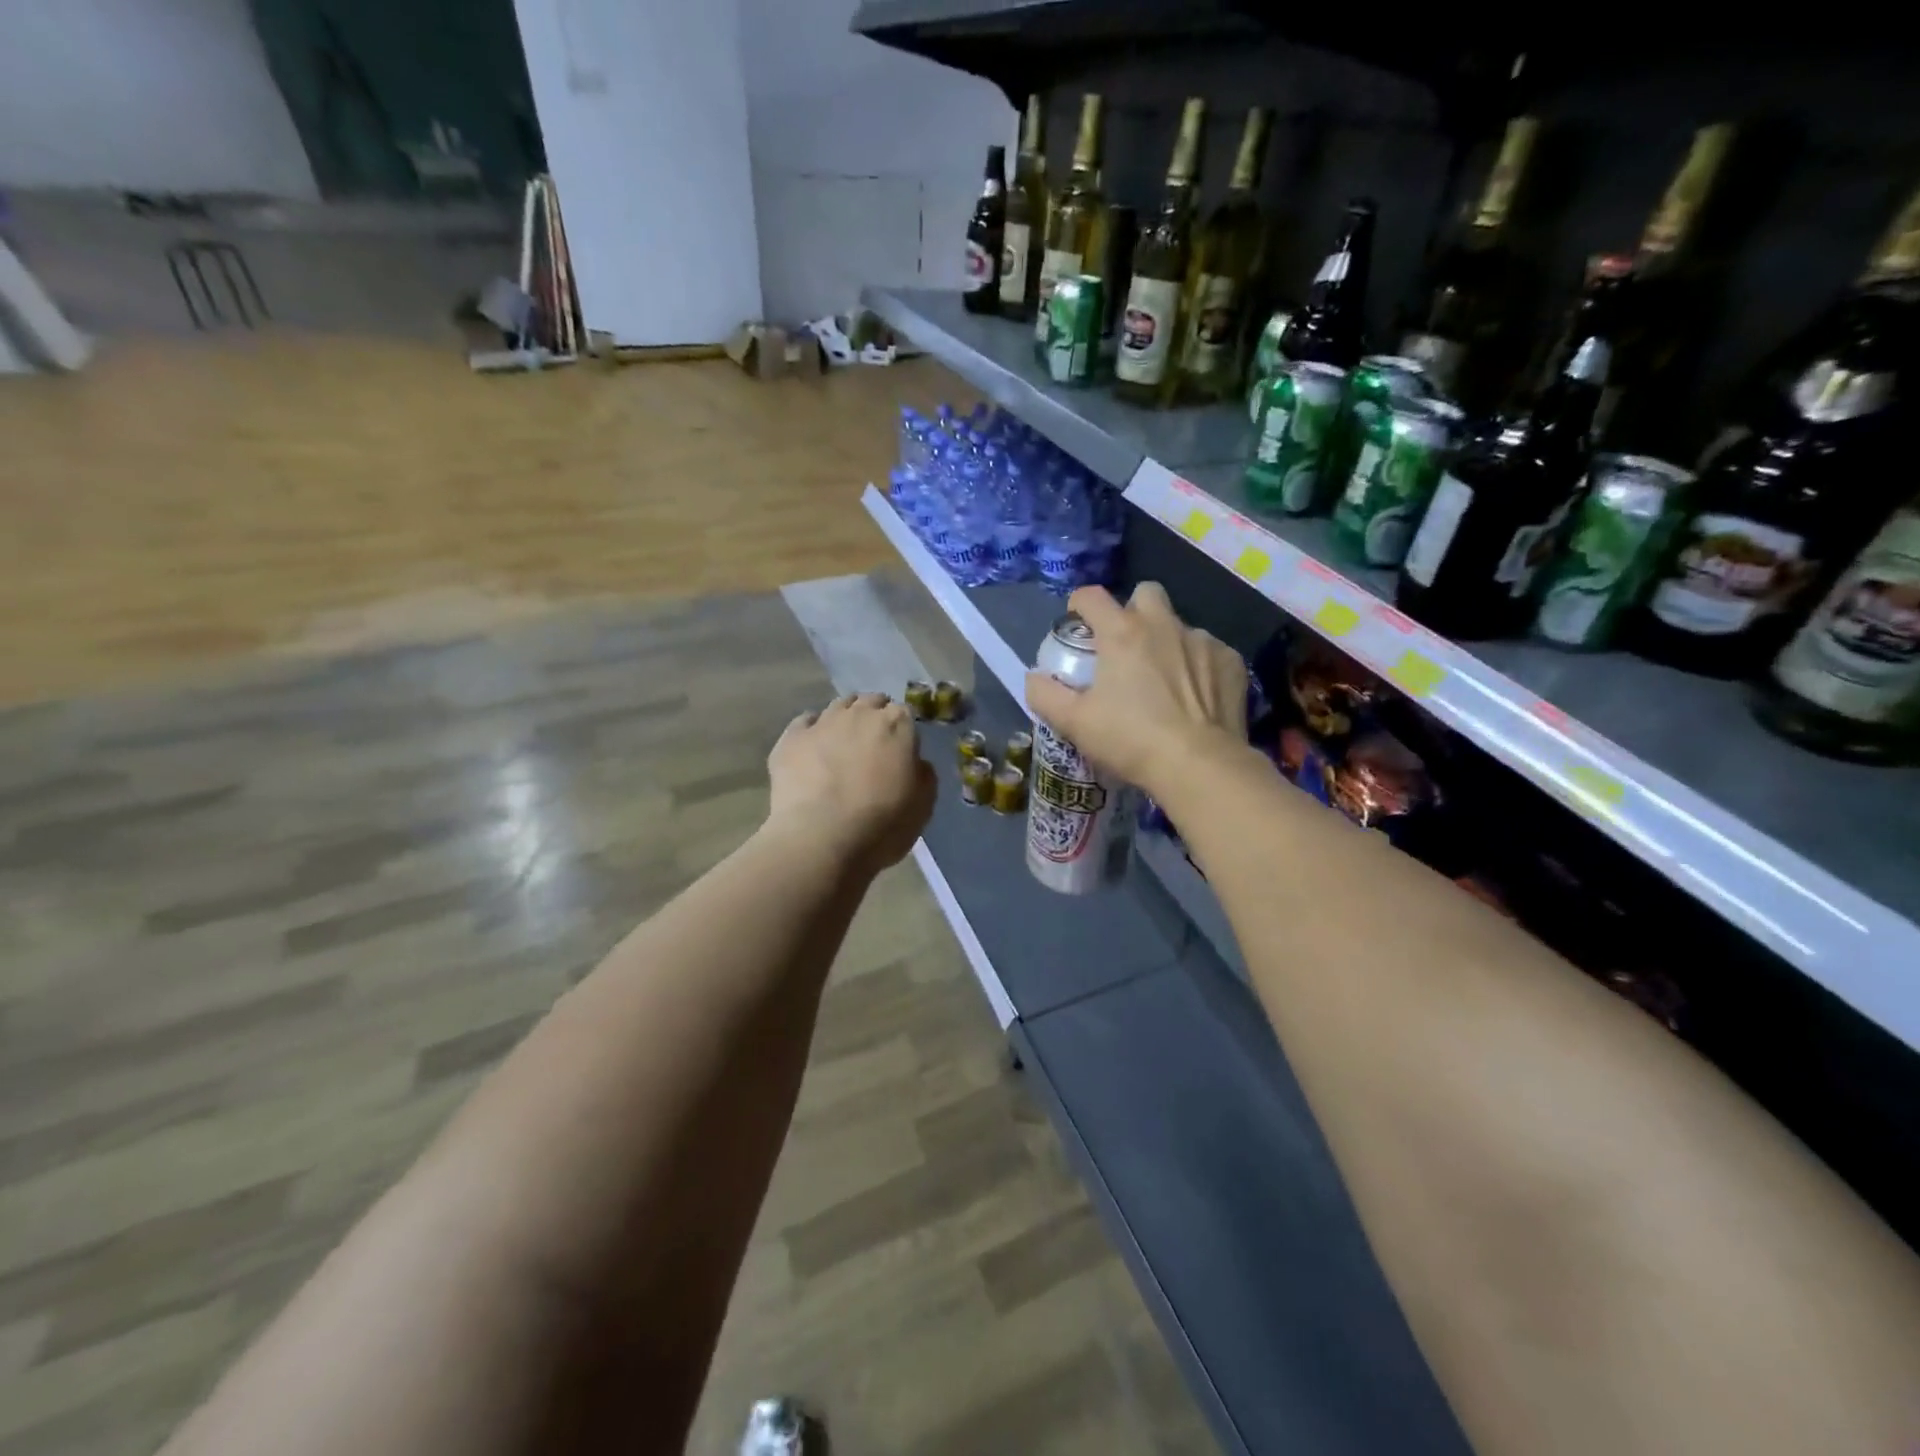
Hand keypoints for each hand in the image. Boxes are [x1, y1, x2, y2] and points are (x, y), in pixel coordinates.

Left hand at [766, 692, 935, 873]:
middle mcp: (860, 714)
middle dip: (874, 716)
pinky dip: (812, 729)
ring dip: (845, 718)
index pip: (904, 712)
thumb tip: (917, 762)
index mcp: (897, 725)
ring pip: (838, 706)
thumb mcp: (922, 806)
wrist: (820, 839)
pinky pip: (805, 722)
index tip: (901, 748)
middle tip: (873, 743)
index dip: (903, 729)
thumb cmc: (881, 825)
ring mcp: (823, 722)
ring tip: (843, 743)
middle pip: (871, 702)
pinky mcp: (792, 738)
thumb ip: (924, 775)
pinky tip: (813, 747)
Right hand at [1024, 584, 1247, 798]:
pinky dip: (1198, 666)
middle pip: (1145, 593)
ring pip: (1179, 626)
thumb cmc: (1130, 740)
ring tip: (1165, 681)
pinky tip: (1195, 697)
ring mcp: (1202, 640)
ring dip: (1167, 642)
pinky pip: (1209, 652)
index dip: (1079, 604)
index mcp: (1121, 633)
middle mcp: (1163, 625)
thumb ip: (1045, 695)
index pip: (1092, 596)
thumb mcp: (1074, 723)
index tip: (1077, 622)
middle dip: (1133, 610)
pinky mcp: (1230, 661)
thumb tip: (1033, 678)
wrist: (1199, 765)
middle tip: (1126, 645)